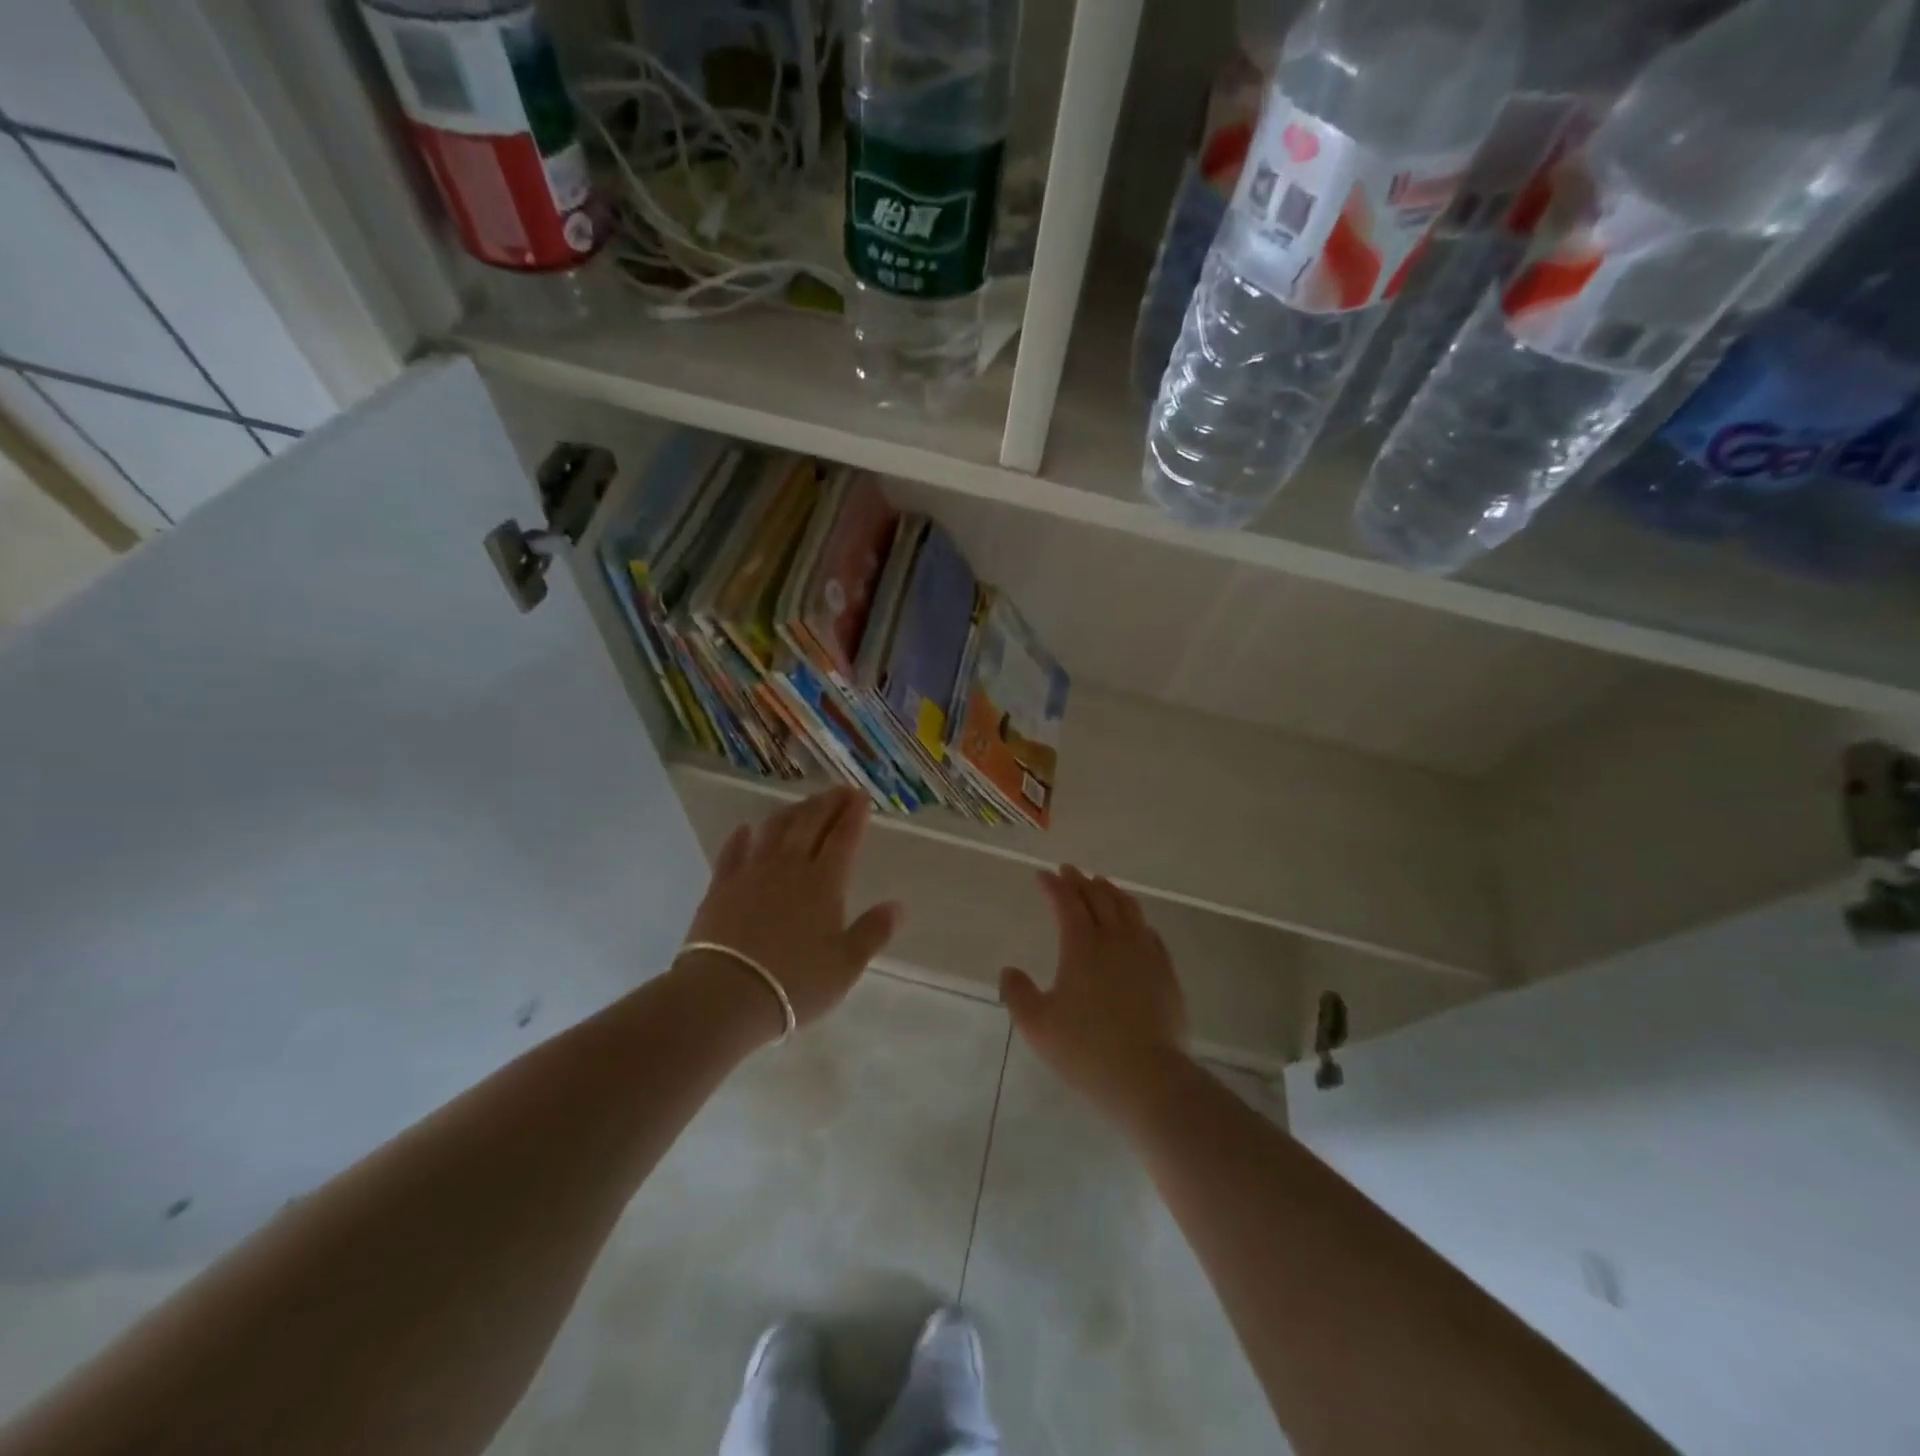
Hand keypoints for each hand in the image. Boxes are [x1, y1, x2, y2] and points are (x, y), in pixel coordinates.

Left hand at [681, 787, 901, 1038]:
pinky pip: (733, 851)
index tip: (862, 797)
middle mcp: (790, 867)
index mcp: (825, 883)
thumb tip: (899, 906)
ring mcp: (752, 872)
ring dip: (792, 812)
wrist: (727, 995)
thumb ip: (873, 932)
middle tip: (840, 790)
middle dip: (828, 803)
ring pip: (774, 829)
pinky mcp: (721, 886)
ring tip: (803, 804)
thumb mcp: (846, 965)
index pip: (843, 838)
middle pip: (810, 824)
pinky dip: (742, 836)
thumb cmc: (795, 983)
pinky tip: (747, 829)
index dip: (854, 815)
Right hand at [1000, 866, 1189, 1116]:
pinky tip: (1135, 924)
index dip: (1053, 885)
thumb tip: (1010, 971)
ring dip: (1111, 892)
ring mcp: (1145, 954)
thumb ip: (1018, 994)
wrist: (1148, 1078)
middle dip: (1080, 881)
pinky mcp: (1166, 972)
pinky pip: (1150, 932)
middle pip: (1098, 897)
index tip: (1042, 875)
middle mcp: (1115, 939)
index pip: (1066, 902)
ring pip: (1128, 909)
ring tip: (1101, 885)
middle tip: (1069, 872)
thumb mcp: (1037, 1026)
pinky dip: (1136, 918)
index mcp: (1081, 946)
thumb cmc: (1086, 1050)